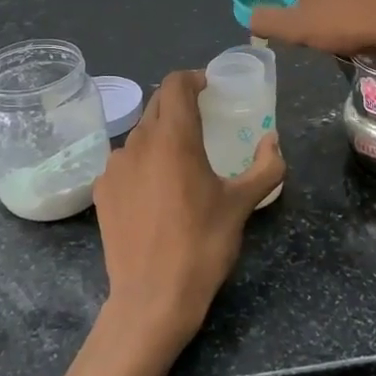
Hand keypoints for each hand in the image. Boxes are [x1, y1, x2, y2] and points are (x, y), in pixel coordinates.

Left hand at [92, 69, 283, 358]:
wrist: (152, 297)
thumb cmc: (202, 245)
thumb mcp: (242, 205)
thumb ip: (266, 167)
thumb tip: (273, 141)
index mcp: (173, 138)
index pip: (175, 85)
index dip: (193, 79)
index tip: (210, 88)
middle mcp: (137, 142)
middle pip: (157, 106)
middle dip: (179, 105)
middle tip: (203, 121)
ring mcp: (114, 167)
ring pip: (139, 135)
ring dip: (161, 136)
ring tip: (181, 162)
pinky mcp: (101, 191)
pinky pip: (124, 163)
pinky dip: (142, 163)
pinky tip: (156, 191)